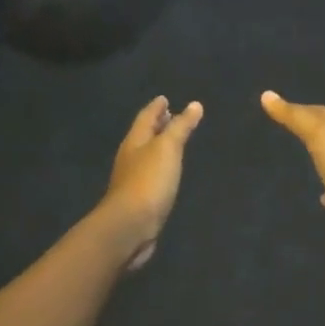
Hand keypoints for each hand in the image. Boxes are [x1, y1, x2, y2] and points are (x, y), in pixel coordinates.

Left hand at [104, 96, 203, 270]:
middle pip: (143, 136)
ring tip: (173, 142)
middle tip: (170, 116)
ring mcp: (133, 180)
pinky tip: (168, 173)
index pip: (145, 118)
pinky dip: (160, 168)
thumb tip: (194, 105)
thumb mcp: (167, 149)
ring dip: (158, 147)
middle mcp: (130, 158)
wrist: (130, 226)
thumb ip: (180, 128)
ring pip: (146, 156)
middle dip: (156, 125)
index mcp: (134, 142)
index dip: (156, 107)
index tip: (164, 98)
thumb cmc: (149, 181)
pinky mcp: (139, 200)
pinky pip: (151, 176)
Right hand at [260, 91, 324, 257]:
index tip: (282, 109)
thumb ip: (294, 117)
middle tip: (293, 129)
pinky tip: (322, 198)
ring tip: (306, 161)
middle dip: (315, 130)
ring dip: (324, 159)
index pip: (322, 113)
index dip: (303, 109)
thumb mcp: (318, 136)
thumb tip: (267, 95)